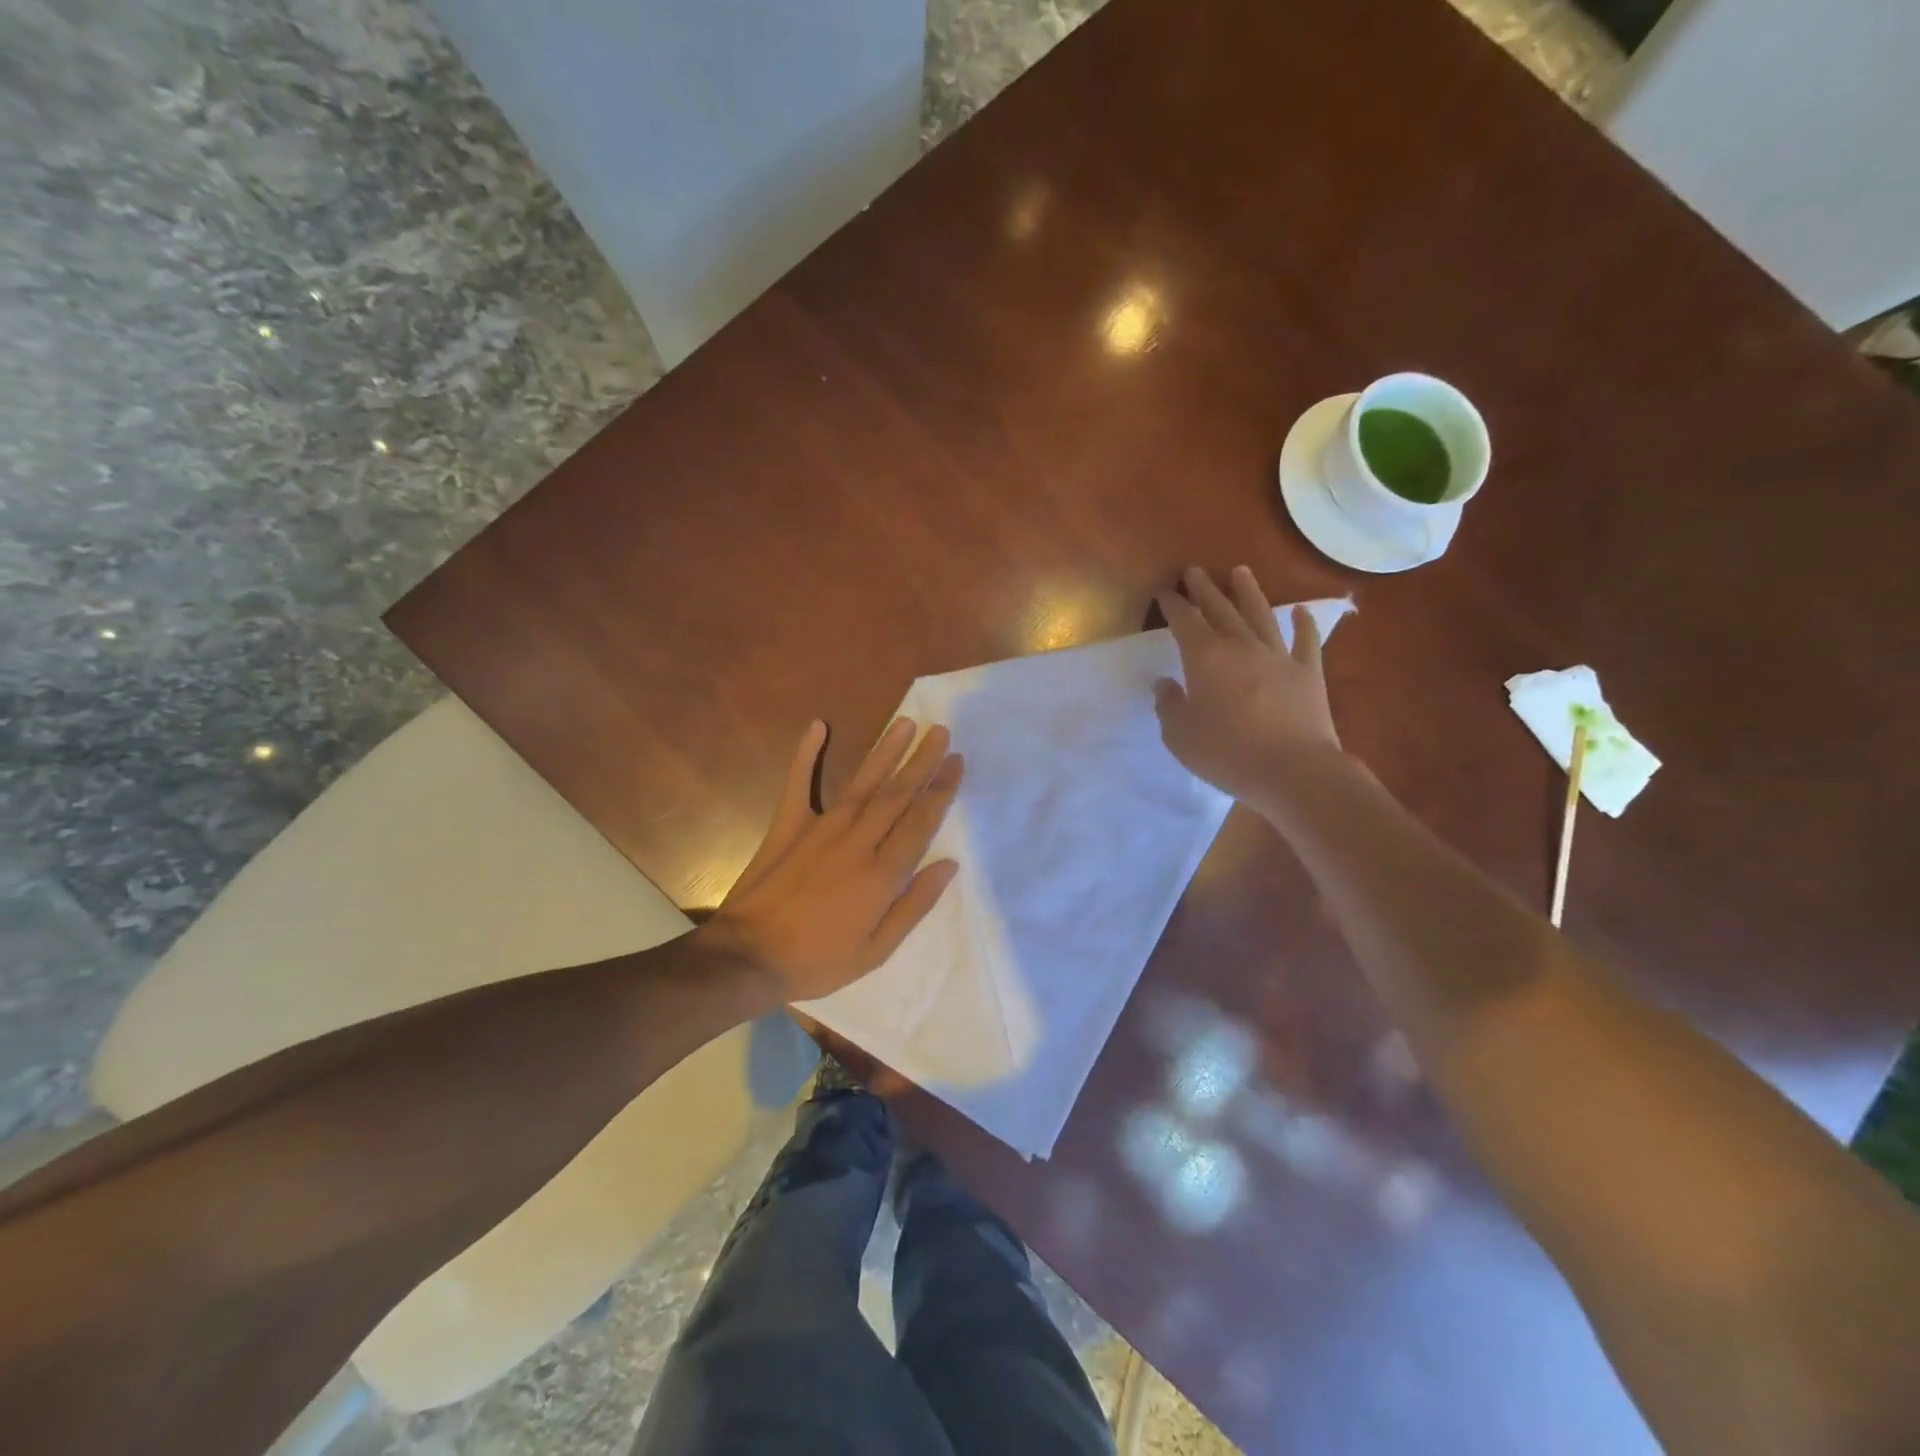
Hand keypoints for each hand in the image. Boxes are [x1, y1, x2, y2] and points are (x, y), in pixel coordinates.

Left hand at [705, 717, 964, 1003]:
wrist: (748, 956)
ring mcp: (820, 828)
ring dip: (885, 750)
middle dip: (921, 760)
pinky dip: (806, 754)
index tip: (956, 761)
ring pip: (861, 782)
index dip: (941, 789)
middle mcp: (856, 840)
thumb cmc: (817, 960)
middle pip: (896, 793)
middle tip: (940, 730)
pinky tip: (817, 726)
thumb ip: (914, 905)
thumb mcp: (876, 950)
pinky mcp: (788, 825)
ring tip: (905, 723)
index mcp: (881, 873)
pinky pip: (799, 783)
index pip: (920, 821)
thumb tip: (948, 865)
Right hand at [1153, 565, 1343, 810]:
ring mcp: (1278, 656)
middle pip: (1220, 609)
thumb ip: (1168, 706)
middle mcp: (1241, 646)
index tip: (1165, 591)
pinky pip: (1306, 640)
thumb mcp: (1180, 736)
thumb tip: (1164, 684)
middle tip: (1194, 571)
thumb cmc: (1227, 754)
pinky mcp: (1308, 672)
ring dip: (1248, 591)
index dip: (1173, 604)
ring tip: (1240, 572)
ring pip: (1260, 615)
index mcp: (1205, 658)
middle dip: (1205, 588)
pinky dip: (1304, 622)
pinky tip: (1301, 610)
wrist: (1293, 770)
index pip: (1184, 621)